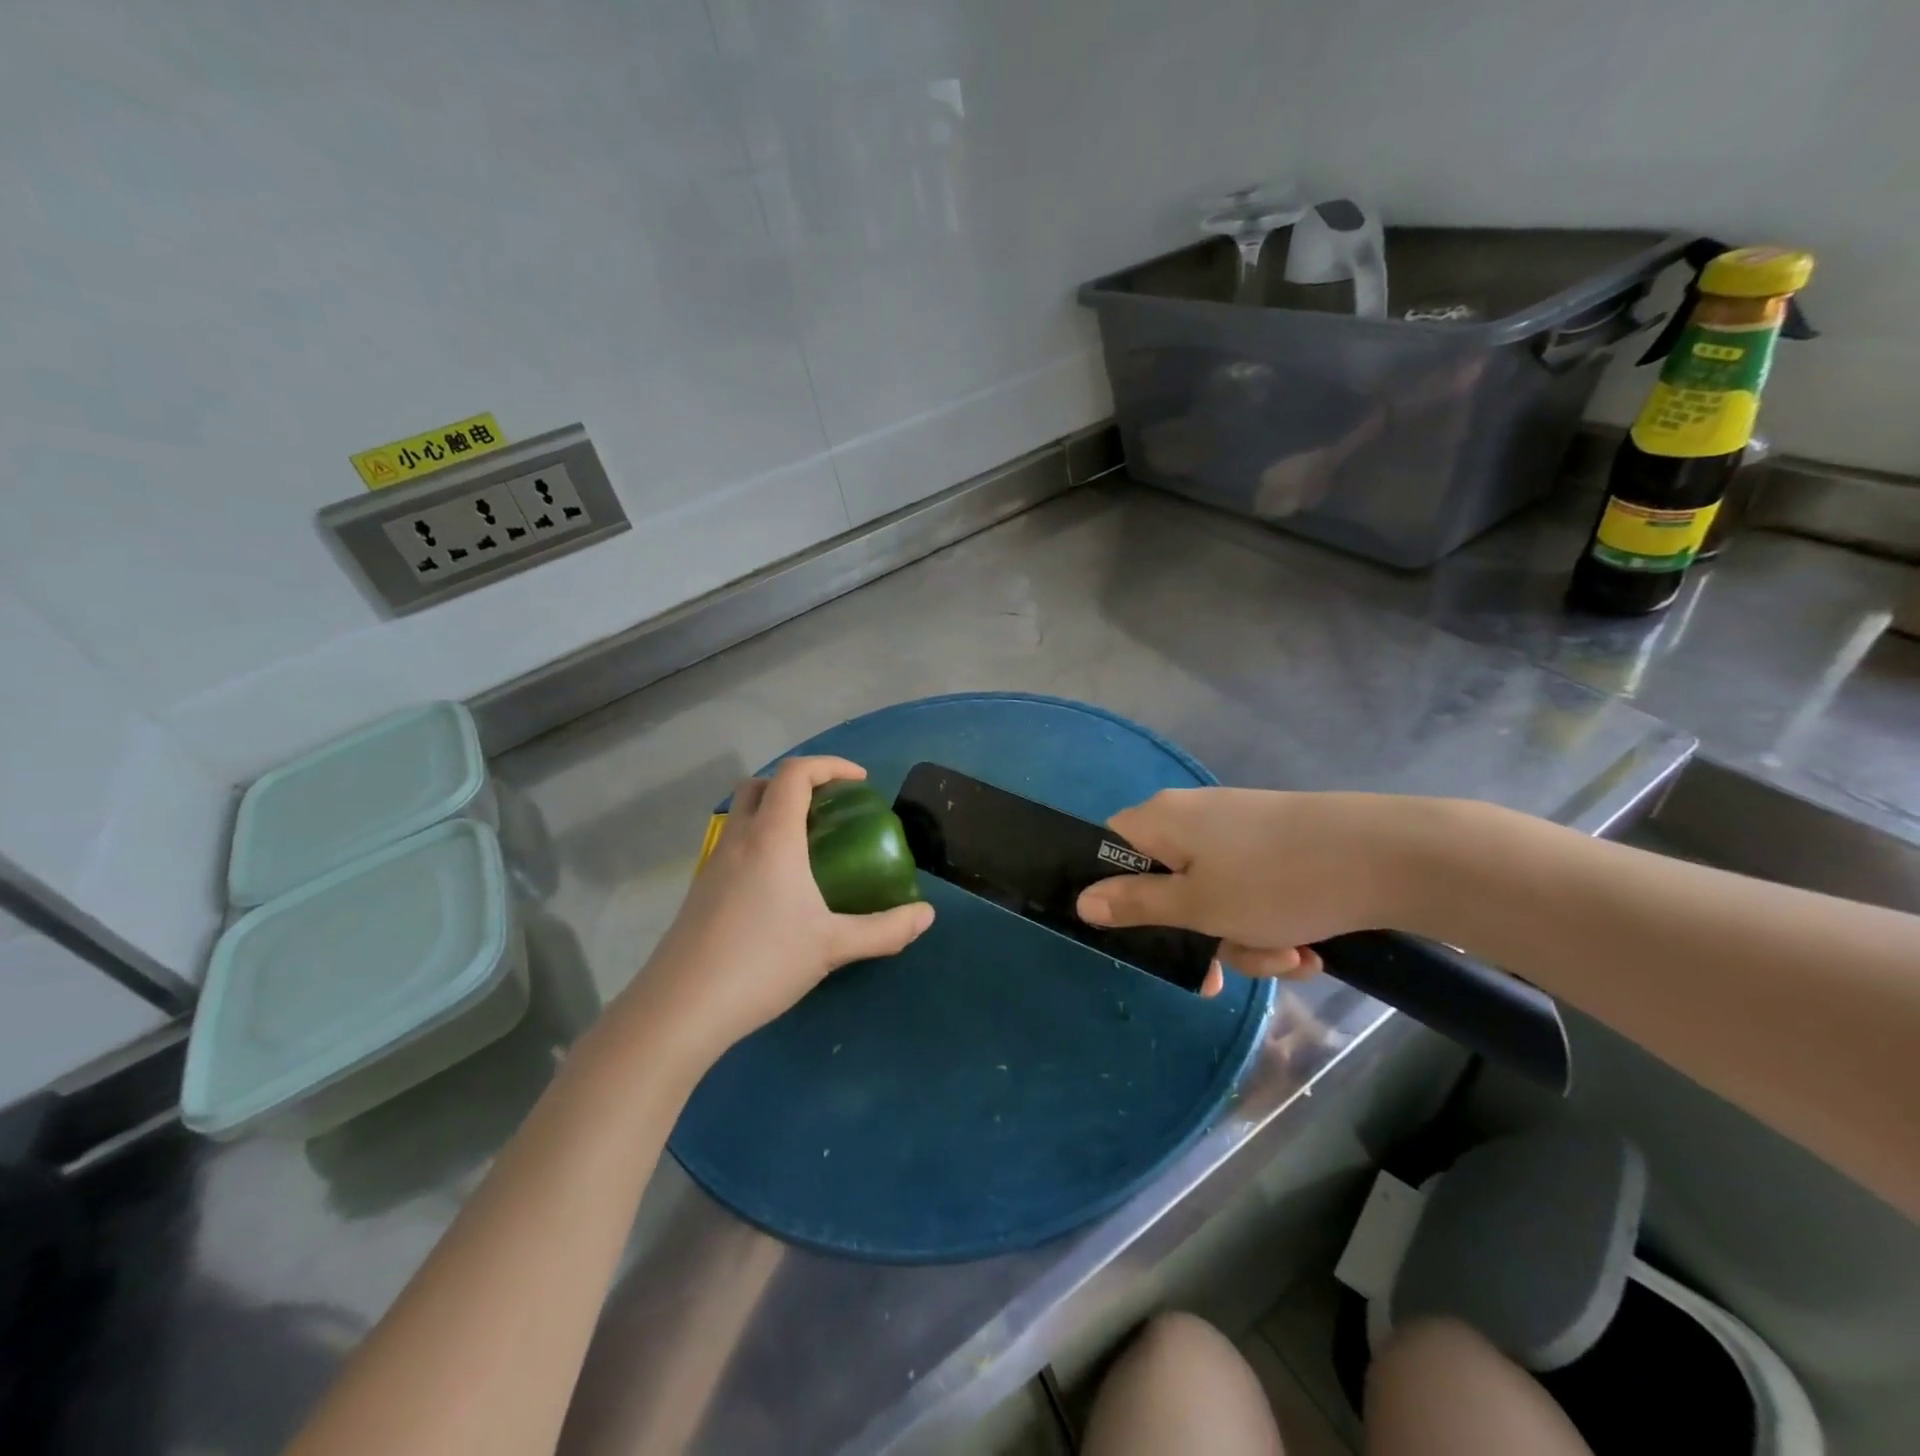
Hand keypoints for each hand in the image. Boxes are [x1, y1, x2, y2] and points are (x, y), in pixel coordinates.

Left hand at [619, 757, 934, 1065]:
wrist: (681, 1008)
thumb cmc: (762, 963)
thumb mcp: (833, 946)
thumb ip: (885, 930)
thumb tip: (927, 915)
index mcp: (772, 837)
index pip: (796, 774)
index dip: (830, 766)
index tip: (860, 782)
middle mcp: (738, 839)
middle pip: (762, 785)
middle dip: (798, 784)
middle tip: (830, 810)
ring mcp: (713, 864)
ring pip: (741, 814)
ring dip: (774, 812)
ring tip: (809, 847)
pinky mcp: (700, 890)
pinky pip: (733, 844)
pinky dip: (759, 842)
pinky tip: (779, 886)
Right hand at [1076, 789, 1430, 990]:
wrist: (1389, 856)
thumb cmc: (1275, 881)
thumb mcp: (1198, 906)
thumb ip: (1136, 905)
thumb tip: (1082, 902)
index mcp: (1162, 821)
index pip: (1110, 848)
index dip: (1114, 892)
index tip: (1138, 935)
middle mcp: (1194, 817)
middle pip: (1167, 884)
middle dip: (1198, 936)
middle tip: (1222, 975)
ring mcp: (1239, 830)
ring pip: (1216, 898)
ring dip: (1245, 940)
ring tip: (1289, 959)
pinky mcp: (1277, 845)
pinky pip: (1253, 892)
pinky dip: (1273, 925)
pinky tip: (1308, 950)